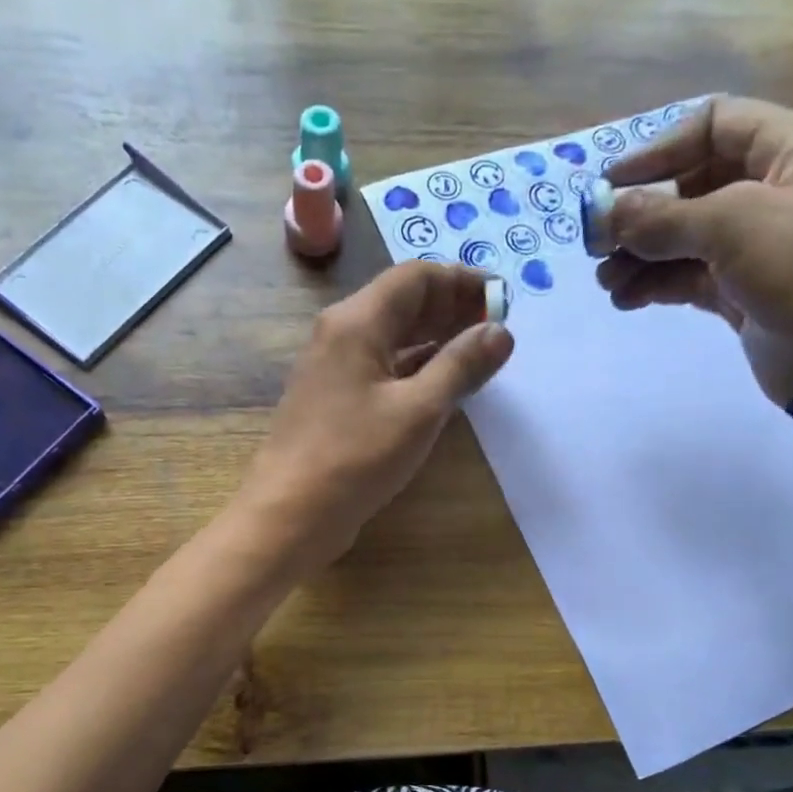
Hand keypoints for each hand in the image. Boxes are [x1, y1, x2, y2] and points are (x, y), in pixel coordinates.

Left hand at [235, 261, 513, 572]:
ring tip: (479, 352)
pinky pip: (382, 368)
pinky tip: (442, 384)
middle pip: (402, 303)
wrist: (290, 514)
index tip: (503, 301)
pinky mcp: (335, 401)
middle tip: (497, 328)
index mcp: (356, 322)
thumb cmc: (355, 458)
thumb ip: (461, 366)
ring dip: (436, 338)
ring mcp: (334, 369)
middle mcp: (340, 334)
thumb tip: (501, 332)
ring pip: (392, 337)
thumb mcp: (419, 410)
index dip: (462, 281)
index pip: (415, 277)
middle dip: (452, 308)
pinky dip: (415, 367)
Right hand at [594, 96, 792, 413]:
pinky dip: (656, 284)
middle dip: (641, 214)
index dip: (658, 149)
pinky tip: (627, 299)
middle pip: (691, 185)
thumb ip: (663, 218)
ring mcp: (759, 245)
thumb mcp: (734, 225)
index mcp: (792, 147)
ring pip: (685, 237)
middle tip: (597, 244)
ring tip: (607, 283)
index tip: (611, 184)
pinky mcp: (743, 292)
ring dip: (640, 256)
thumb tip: (605, 213)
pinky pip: (689, 277)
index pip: (714, 125)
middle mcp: (775, 188)